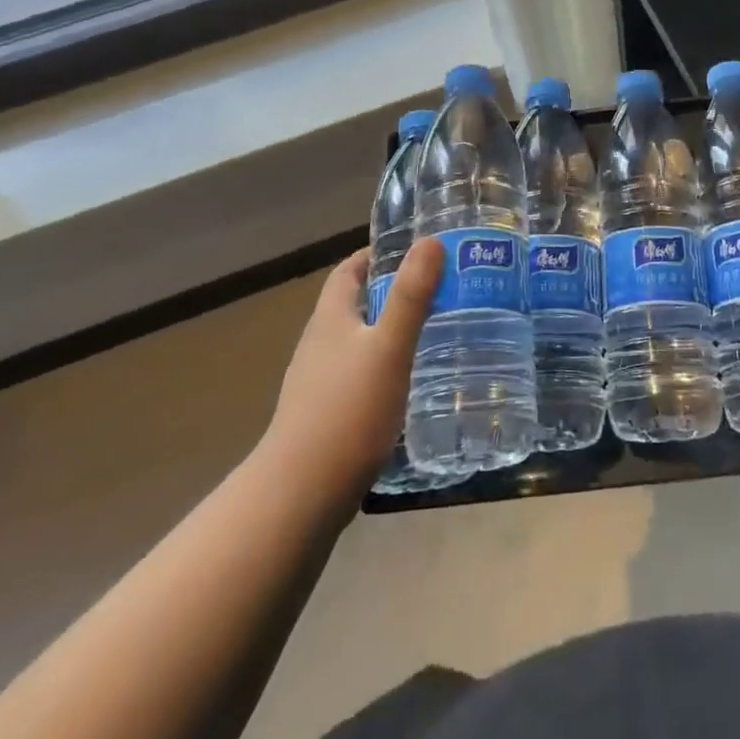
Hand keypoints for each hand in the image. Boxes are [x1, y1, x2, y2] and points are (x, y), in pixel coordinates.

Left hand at [258, 239, 441, 502]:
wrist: (299, 497)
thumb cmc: (347, 412)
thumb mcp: (389, 348)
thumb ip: (410, 296)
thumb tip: (430, 241)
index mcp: (330, 318)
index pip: (349, 270)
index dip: (377, 254)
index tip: (415, 250)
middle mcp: (320, 343)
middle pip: (355, 303)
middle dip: (392, 291)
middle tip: (439, 289)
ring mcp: (319, 382)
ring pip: (358, 340)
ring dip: (390, 329)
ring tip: (435, 330)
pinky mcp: (326, 415)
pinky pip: (359, 374)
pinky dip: (385, 365)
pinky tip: (411, 381)